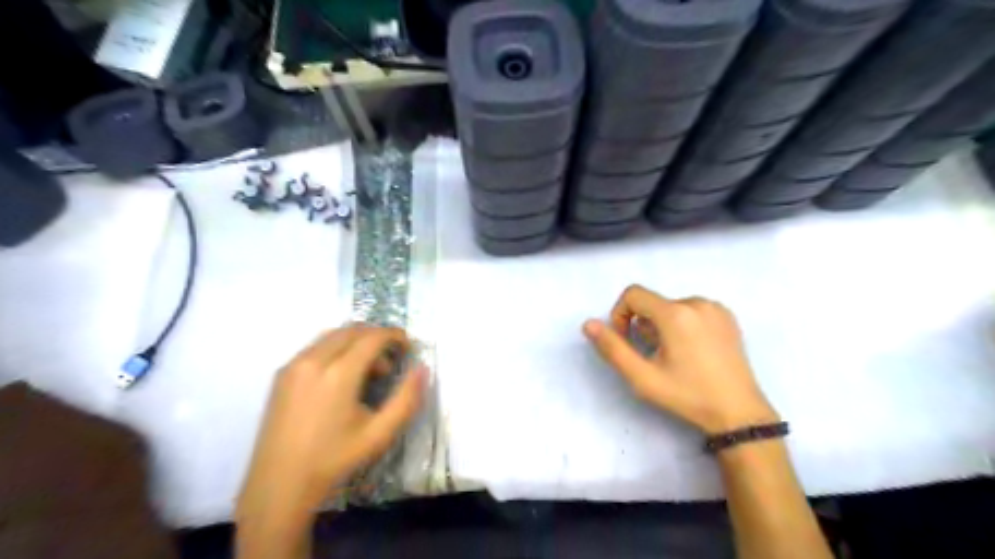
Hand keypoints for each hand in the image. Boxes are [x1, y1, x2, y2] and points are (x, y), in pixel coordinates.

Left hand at [239, 326, 427, 521]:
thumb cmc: (334, 460)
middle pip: (352, 330)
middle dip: (377, 337)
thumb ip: (406, 398)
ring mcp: (294, 365)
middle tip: (391, 359)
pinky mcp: (282, 374)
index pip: (373, 337)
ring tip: (368, 371)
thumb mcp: (380, 433)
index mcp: (339, 374)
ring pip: (332, 335)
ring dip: (356, 342)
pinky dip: (336, 349)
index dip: (395, 336)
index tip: (408, 346)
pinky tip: (342, 377)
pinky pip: (315, 347)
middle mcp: (313, 360)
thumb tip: (422, 369)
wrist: (279, 485)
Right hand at [585, 286, 776, 433]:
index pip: (632, 294)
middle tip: (653, 356)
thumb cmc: (687, 396)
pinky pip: (692, 310)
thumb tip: (588, 324)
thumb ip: (612, 348)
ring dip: (662, 325)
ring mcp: (715, 308)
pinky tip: (692, 350)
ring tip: (673, 355)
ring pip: (671, 306)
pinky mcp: (727, 316)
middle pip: (652, 302)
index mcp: (675, 314)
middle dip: (643, 325)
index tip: (627, 340)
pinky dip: (682, 324)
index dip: (620, 314)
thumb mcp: (643, 378)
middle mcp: (696, 302)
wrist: (739, 413)